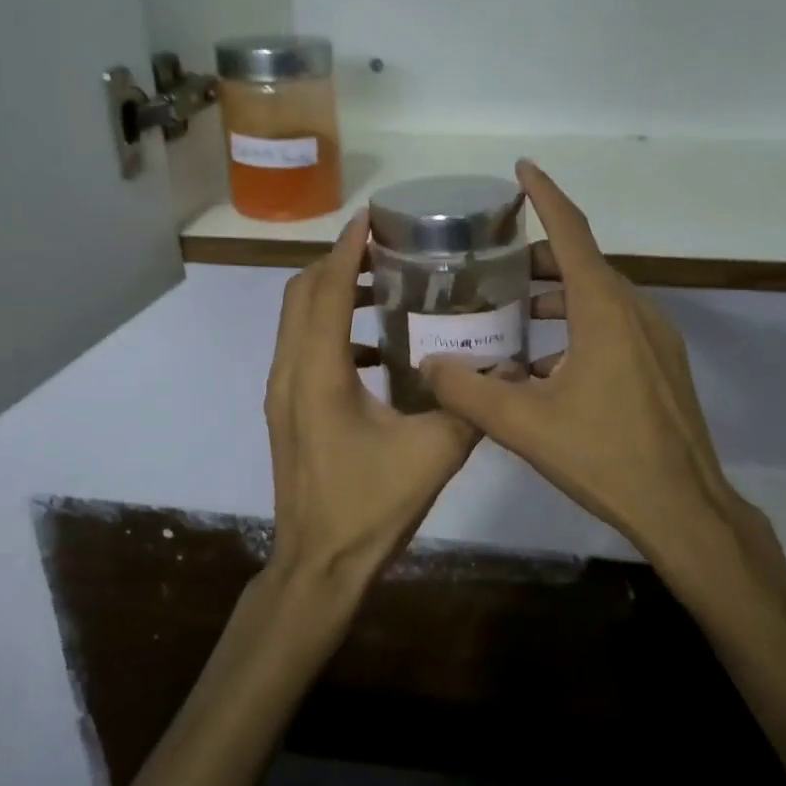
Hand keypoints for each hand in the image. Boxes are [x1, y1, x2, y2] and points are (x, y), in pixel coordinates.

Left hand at [266, 210, 479, 583]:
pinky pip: (301, 348)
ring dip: (329, 292)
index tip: (372, 218)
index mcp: (319, 373)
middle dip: (336, 261)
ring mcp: (281, 392)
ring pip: (295, 320)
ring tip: (378, 283)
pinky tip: (376, 347)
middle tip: (382, 246)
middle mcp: (289, 372)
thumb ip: (471, 406)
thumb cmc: (370, 507)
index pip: (327, 291)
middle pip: (301, 294)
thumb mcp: (433, 454)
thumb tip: (503, 369)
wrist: (318, 566)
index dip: (347, 250)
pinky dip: (329, 328)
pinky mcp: (286, 410)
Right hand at [421, 161, 756, 570]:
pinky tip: (549, 362)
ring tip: (515, 310)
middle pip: (583, 263)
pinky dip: (579, 322)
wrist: (683, 508)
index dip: (545, 195)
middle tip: (495, 263)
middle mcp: (635, 311)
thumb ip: (468, 392)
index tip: (522, 167)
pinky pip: (615, 324)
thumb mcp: (523, 425)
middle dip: (540, 256)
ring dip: (559, 293)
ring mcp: (656, 338)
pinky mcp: (662, 364)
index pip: (571, 232)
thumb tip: (427, 367)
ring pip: (600, 295)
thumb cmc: (604, 457)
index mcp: (604, 310)